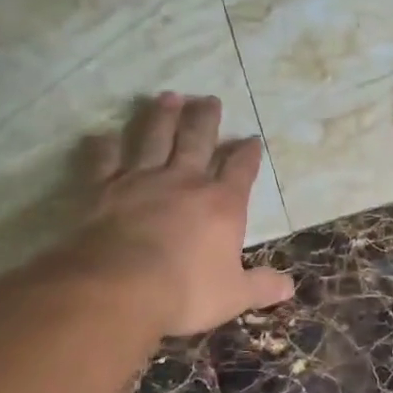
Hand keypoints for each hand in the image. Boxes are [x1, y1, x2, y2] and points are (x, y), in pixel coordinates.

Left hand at [57, 94, 294, 335]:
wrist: (120, 287)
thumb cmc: (187, 291)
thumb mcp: (235, 295)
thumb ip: (262, 286)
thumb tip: (289, 287)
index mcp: (222, 205)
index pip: (241, 170)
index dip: (248, 154)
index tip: (252, 139)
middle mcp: (184, 182)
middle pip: (197, 141)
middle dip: (205, 120)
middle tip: (209, 99)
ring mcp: (141, 181)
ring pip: (153, 139)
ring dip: (161, 116)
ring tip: (168, 97)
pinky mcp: (103, 190)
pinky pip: (103, 161)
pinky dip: (103, 146)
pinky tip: (102, 135)